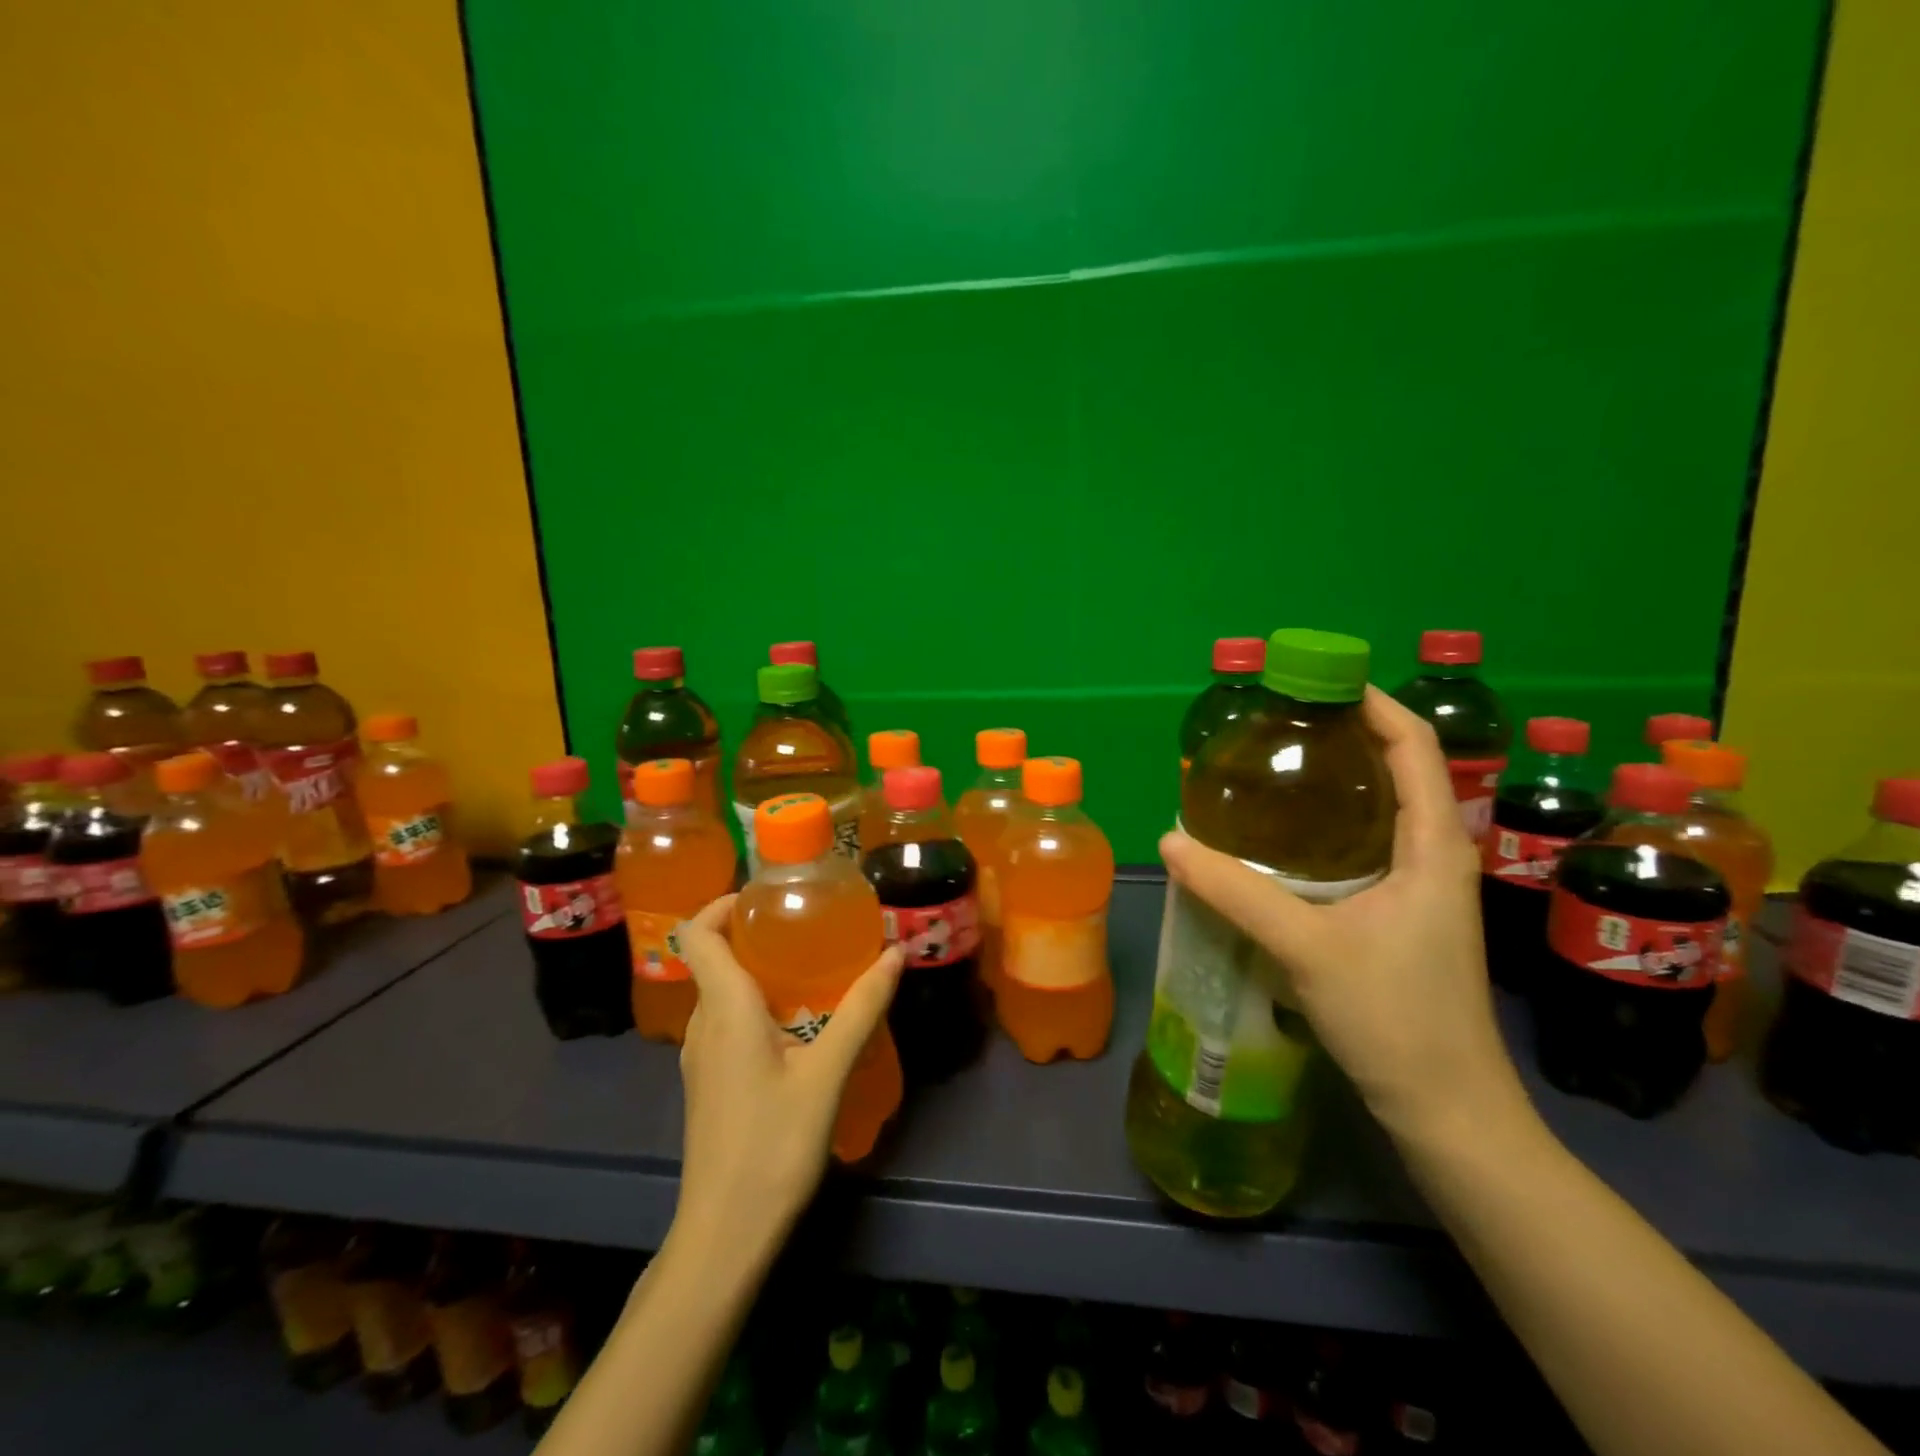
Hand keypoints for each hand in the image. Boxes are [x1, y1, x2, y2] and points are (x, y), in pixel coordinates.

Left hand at [670, 896, 902, 1244]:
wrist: (724, 1235)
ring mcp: (701, 1057)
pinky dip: (756, 1005)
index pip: (698, 934)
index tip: (768, 898)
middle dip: (755, 934)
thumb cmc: (773, 1145)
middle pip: (714, 958)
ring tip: (812, 970)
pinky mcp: (709, 1082)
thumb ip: (861, 1009)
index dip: (723, 904)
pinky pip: (727, 1023)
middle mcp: (704, 1024)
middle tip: (808, 928)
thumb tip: (894, 953)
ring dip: (758, 971)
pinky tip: (799, 1025)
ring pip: (722, 993)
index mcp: (724, 1009)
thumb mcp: (827, 1072)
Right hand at [1159, 686, 1526, 1145]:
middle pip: (1400, 770)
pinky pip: (1367, 847)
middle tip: (1279, 721)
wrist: (1447, 1110)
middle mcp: (1435, 856)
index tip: (1319, 678)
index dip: (1375, 703)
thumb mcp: (1307, 947)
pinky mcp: (1402, 916)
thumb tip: (1171, 841)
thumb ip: (1236, 892)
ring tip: (1275, 765)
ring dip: (1338, 780)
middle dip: (1347, 734)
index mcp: (1433, 848)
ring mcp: (1421, 889)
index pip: (1416, 747)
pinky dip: (1330, 825)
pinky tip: (1283, 838)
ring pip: (1382, 811)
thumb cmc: (1396, 1020)